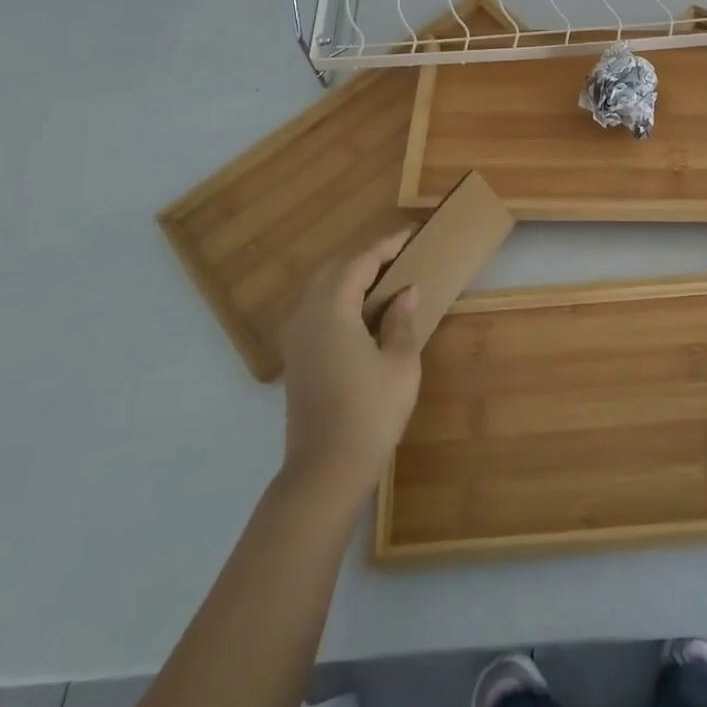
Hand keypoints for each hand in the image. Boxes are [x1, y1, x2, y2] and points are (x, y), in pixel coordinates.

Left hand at [279, 230, 424, 506]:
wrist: (325, 472)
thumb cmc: (370, 413)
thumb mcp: (400, 364)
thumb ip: (401, 322)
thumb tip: (406, 292)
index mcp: (332, 310)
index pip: (360, 263)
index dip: (386, 246)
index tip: (411, 235)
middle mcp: (306, 316)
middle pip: (334, 271)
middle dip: (366, 260)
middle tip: (400, 258)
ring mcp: (296, 339)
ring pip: (321, 291)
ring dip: (350, 279)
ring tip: (385, 283)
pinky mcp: (296, 359)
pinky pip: (316, 312)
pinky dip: (339, 301)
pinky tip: (363, 315)